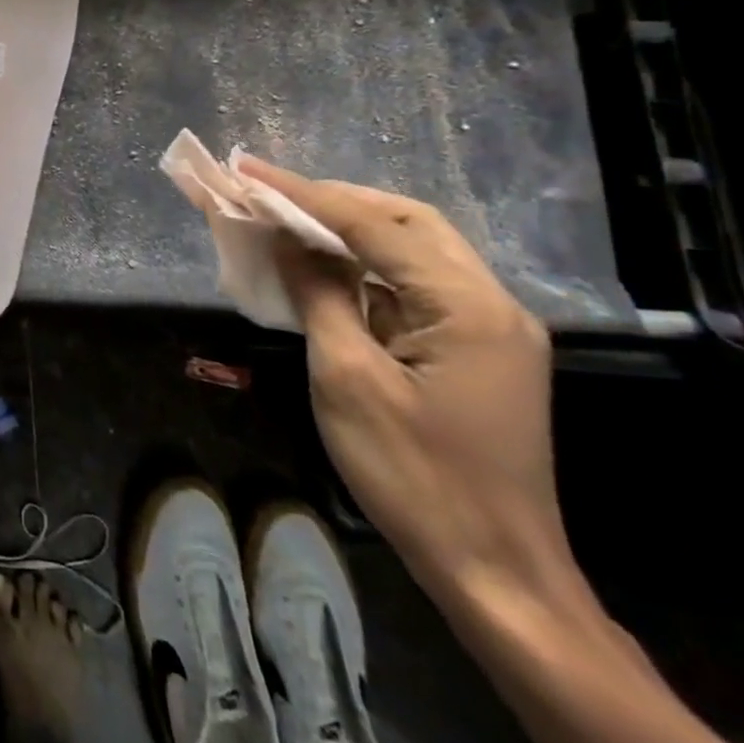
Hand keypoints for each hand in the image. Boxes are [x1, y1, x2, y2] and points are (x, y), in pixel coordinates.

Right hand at [239, 157, 743, 742]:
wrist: (495, 572)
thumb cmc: (414, 475)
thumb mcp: (347, 379)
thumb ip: (319, 295)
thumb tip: (284, 239)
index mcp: (467, 308)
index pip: (376, 225)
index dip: (306, 194)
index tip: (248, 170)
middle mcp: (490, 305)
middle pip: (408, 222)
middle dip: (333, 199)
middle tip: (267, 189)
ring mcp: (488, 329)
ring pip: (414, 248)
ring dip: (348, 226)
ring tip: (286, 214)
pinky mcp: (475, 352)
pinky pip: (414, 284)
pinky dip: (364, 264)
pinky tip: (323, 264)